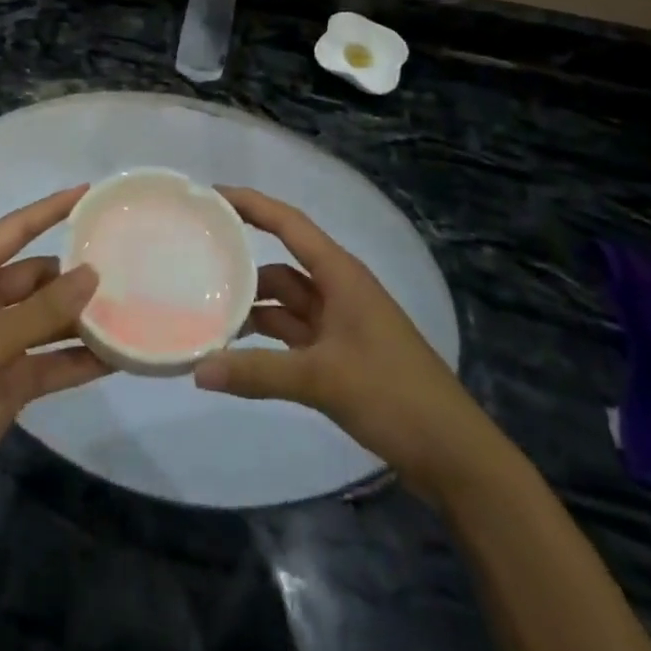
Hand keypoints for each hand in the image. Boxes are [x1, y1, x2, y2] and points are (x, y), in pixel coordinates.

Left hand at [0, 187, 107, 518]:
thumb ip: (43, 309)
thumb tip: (92, 274)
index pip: (15, 230)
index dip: (50, 209)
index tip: (87, 192)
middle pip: (38, 277)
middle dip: (74, 275)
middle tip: (124, 266)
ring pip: (48, 320)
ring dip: (81, 319)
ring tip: (130, 309)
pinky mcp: (10, 381)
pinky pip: (51, 361)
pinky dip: (78, 359)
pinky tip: (116, 357)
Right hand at [195, 187, 495, 483]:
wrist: (454, 455)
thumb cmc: (393, 395)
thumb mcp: (322, 379)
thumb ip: (258, 372)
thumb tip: (199, 370)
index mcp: (340, 274)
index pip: (288, 223)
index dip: (251, 204)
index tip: (211, 195)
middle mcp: (337, 289)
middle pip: (281, 262)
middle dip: (242, 261)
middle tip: (195, 258)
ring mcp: (339, 323)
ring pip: (285, 300)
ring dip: (252, 305)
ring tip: (205, 311)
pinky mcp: (339, 354)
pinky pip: (293, 332)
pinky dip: (266, 337)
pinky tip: (236, 349)